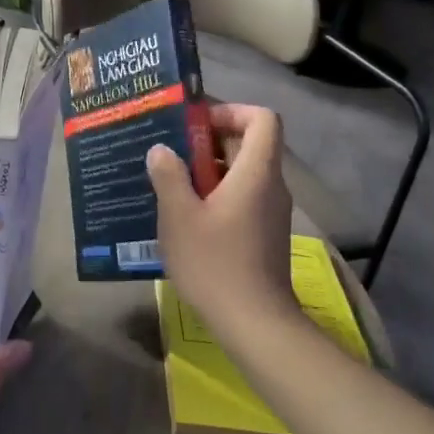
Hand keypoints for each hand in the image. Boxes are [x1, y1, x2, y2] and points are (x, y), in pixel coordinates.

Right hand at [147, 103, 295, 331]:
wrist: (254, 323)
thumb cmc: (215, 264)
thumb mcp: (179, 217)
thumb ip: (169, 176)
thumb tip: (162, 150)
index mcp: (257, 172)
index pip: (262, 118)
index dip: (231, 110)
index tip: (195, 123)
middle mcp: (271, 186)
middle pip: (248, 145)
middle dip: (208, 141)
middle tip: (169, 150)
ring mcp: (270, 212)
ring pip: (242, 174)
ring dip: (208, 171)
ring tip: (169, 181)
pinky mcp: (263, 234)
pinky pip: (241, 198)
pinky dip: (215, 195)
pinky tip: (184, 216)